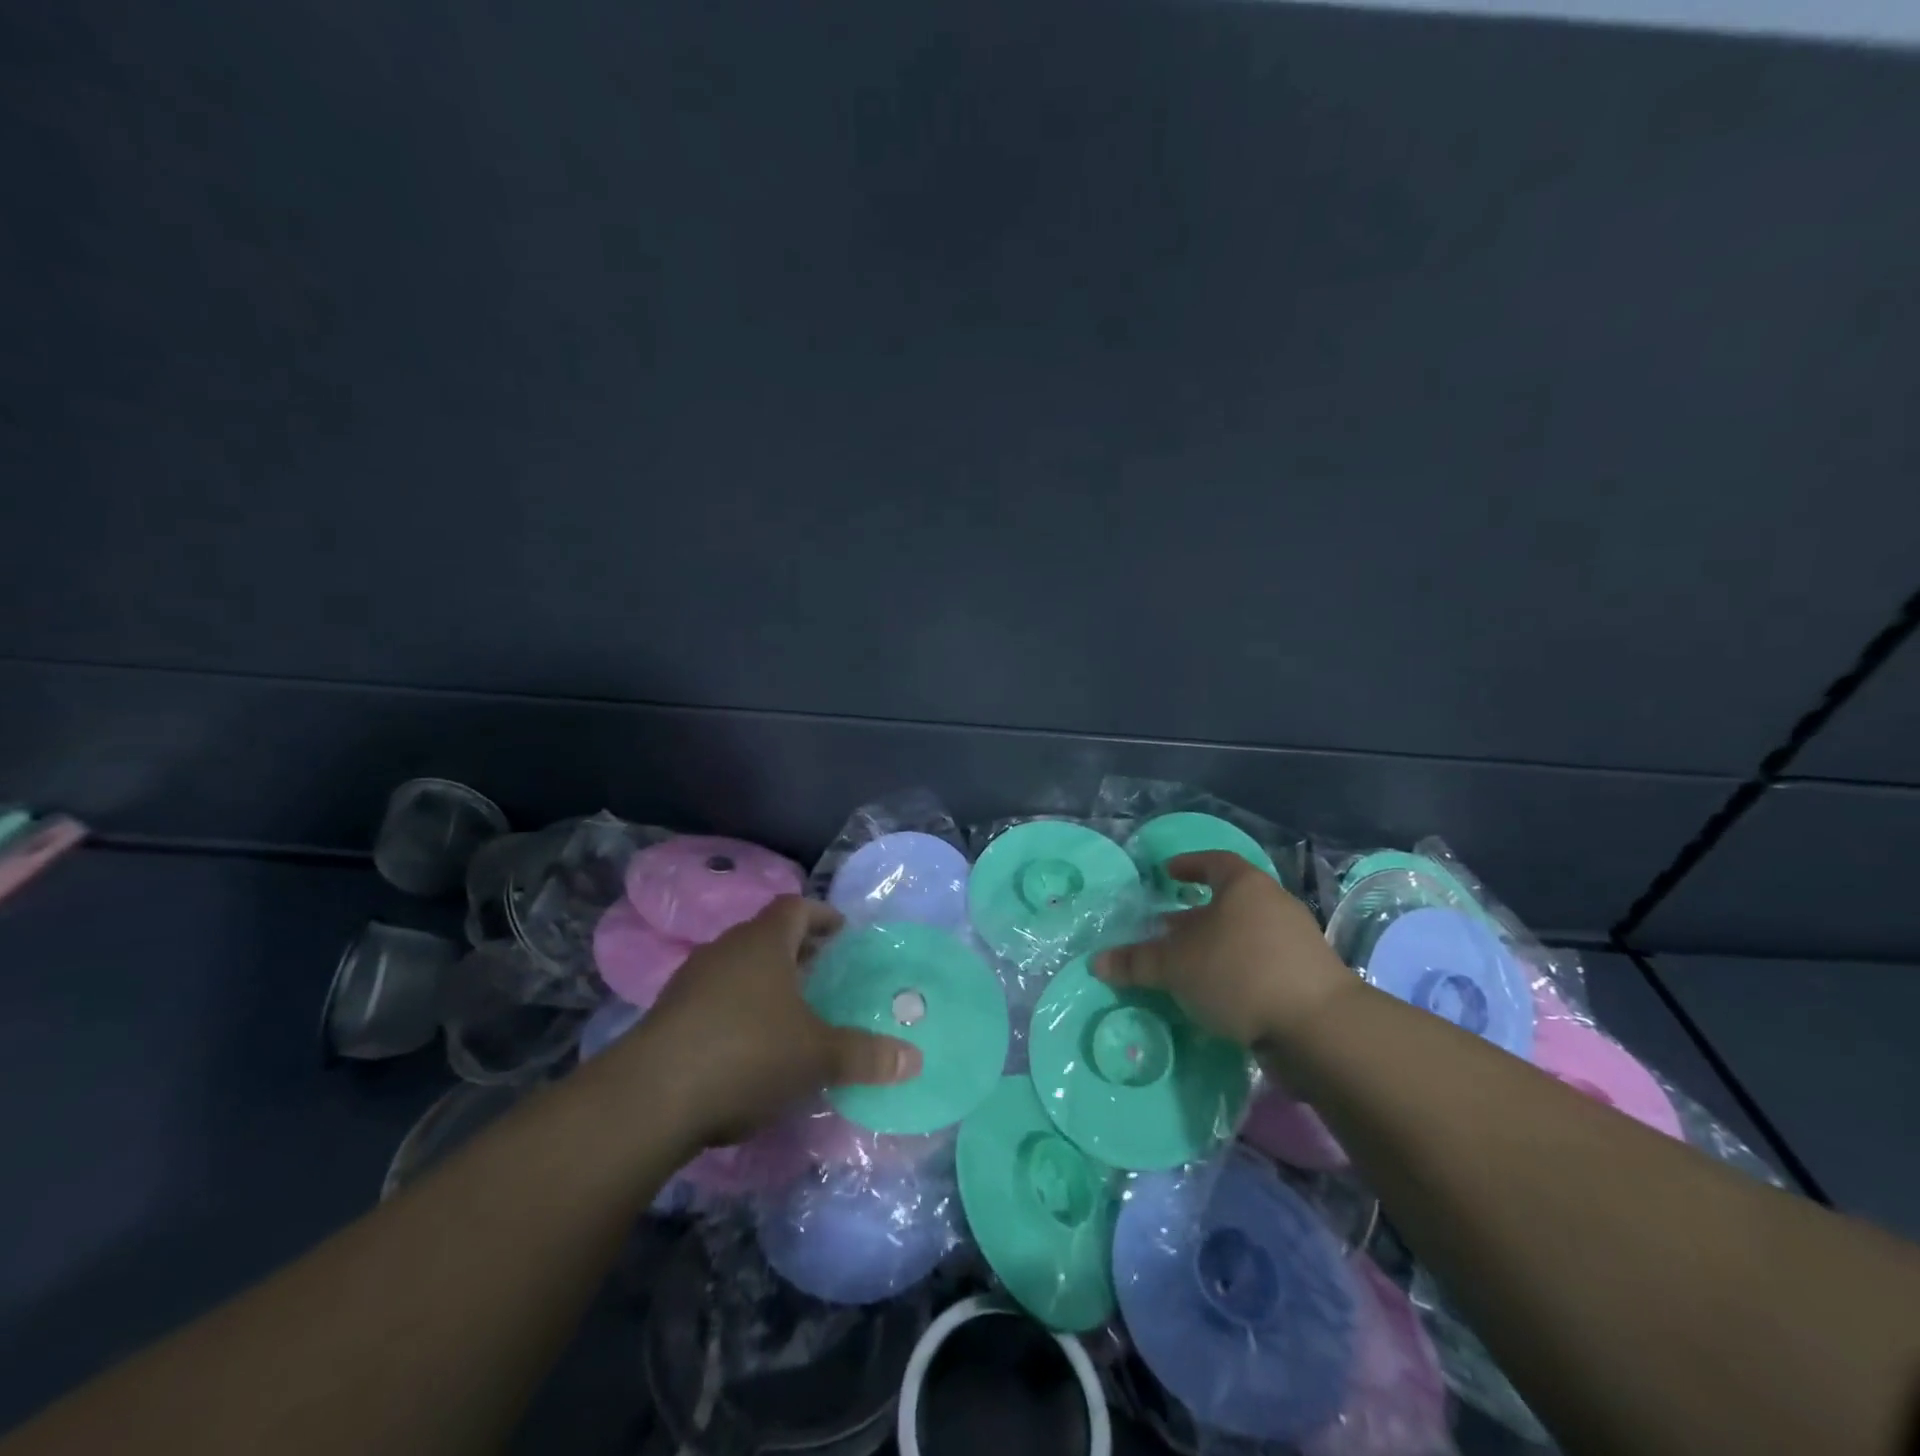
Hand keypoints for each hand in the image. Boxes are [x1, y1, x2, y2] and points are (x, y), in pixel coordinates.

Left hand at [612, 896, 922, 1147]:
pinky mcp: (667, 1016)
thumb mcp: (816, 1056)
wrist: (650, 1098)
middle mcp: (725, 950)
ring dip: (764, 981)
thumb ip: (865, 1055)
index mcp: (763, 943)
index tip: (841, 930)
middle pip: (765, 936)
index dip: (821, 915)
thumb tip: (915, 1060)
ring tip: (790, 1009)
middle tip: (822, 970)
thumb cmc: (747, 1054)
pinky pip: (713, 998)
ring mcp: (690, 982)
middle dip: (796, 950)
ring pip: (737, 968)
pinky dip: (737, 1009)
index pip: (795, 908)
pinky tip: (748, 1045)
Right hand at [1094, 851, 1357, 1050]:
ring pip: (1246, 933)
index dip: (1188, 865)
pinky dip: (1237, 969)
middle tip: (1167, 929)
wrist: (1318, 1026)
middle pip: (1229, 901)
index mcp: (1244, 885)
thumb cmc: (1239, 973)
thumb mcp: (1176, 966)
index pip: (1213, 862)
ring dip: (1216, 945)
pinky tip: (1218, 993)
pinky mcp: (1309, 976)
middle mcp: (1273, 904)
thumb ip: (1136, 962)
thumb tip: (1097, 962)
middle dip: (1196, 914)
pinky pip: (1262, 961)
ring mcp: (1296, 940)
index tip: (1167, 874)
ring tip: (1188, 965)